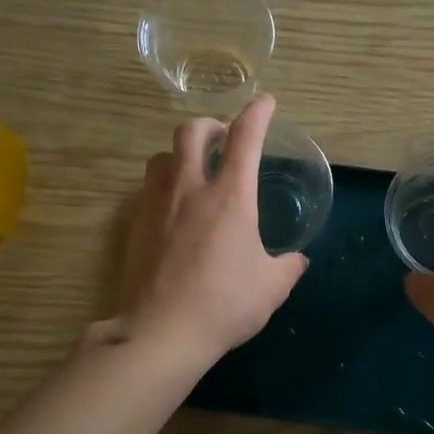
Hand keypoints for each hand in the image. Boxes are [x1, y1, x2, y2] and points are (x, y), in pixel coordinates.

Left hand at [114, 93, 308, 365]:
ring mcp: (157, 205)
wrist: (161, 331)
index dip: (258, 113)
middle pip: (191, 131)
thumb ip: (288, 266)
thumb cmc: (224, 304)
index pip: (245, 137)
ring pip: (162, 156)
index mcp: (230, 196)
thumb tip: (297, 260)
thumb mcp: (271, 287)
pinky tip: (174, 208)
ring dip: (181, 153)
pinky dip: (165, 184)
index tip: (265, 102)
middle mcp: (190, 188)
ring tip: (194, 170)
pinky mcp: (136, 225)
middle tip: (223, 138)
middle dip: (210, 123)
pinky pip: (149, 188)